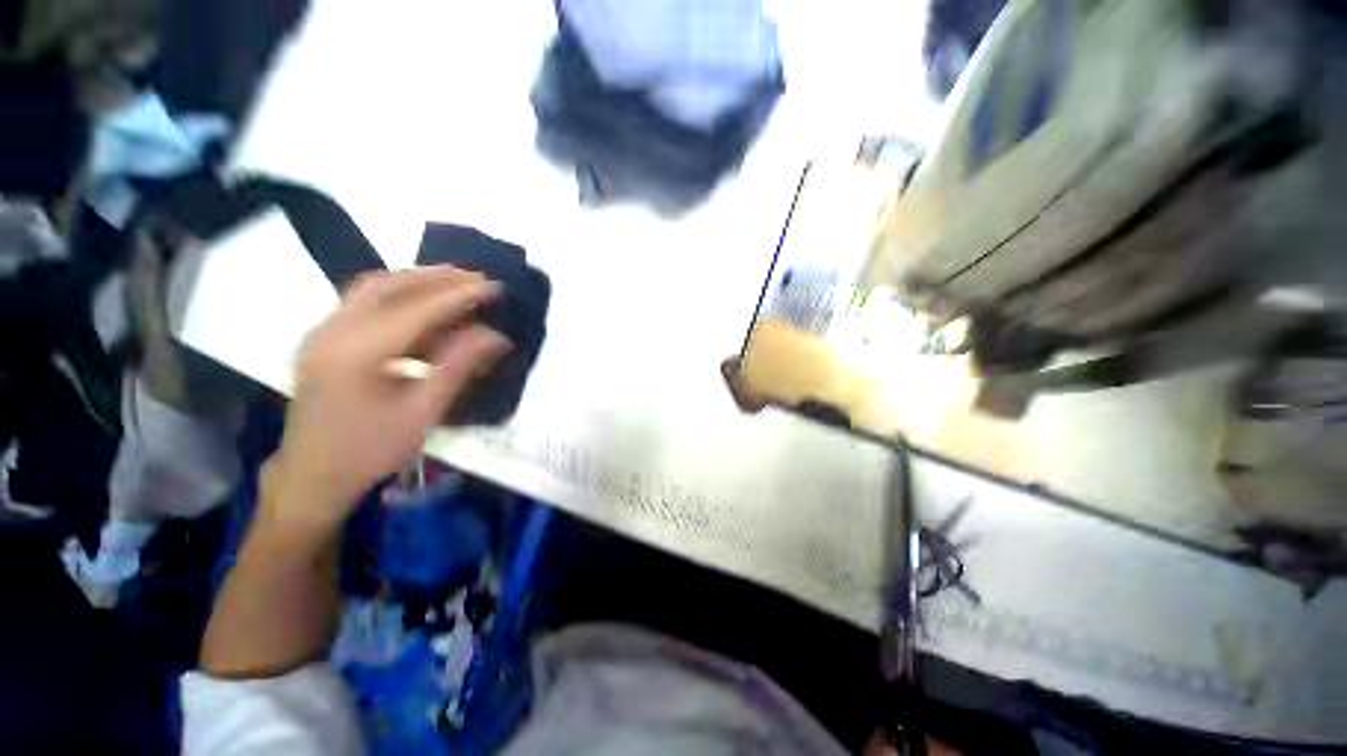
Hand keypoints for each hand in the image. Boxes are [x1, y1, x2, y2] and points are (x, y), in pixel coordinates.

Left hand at [262, 266, 512, 534]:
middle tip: (477, 278)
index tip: (494, 286)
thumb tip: (496, 335)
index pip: (417, 309)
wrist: (313, 475)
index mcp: (357, 353)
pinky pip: (364, 302)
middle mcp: (333, 331)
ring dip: (417, 280)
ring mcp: (323, 332)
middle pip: (388, 284)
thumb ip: (459, 367)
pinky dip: (400, 295)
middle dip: (436, 277)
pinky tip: (424, 305)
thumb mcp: (424, 412)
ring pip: (373, 288)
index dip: (459, 295)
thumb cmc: (372, 449)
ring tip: (456, 284)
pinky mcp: (324, 339)